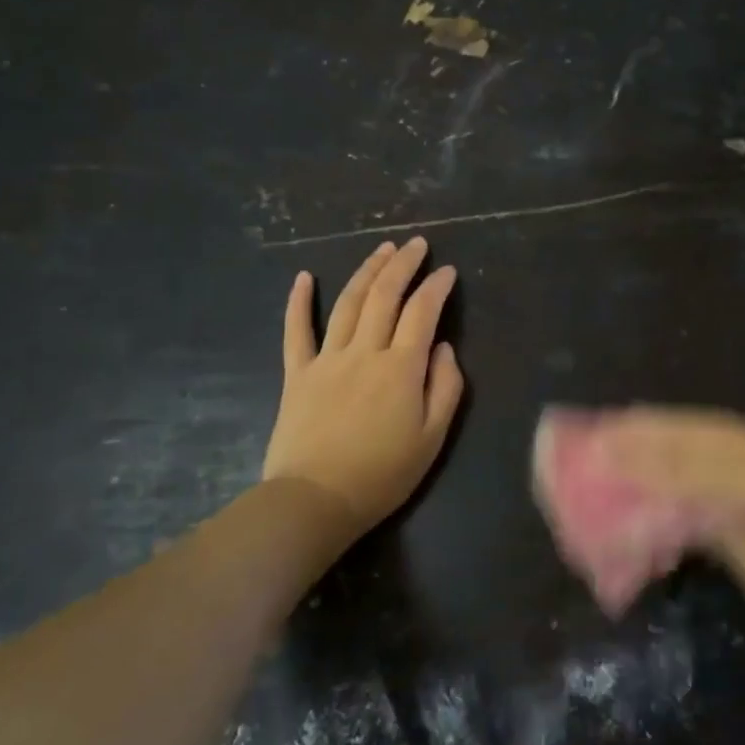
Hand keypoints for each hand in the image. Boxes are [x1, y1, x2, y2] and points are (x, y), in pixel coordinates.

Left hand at [262, 238, 465, 533]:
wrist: (316, 500)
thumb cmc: (383, 474)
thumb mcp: (432, 438)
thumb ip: (445, 387)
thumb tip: (443, 348)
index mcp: (401, 368)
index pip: (422, 312)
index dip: (437, 287)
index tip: (448, 271)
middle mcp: (365, 352)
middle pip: (385, 295)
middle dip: (403, 264)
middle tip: (416, 244)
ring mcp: (327, 359)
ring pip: (349, 302)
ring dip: (367, 271)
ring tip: (382, 249)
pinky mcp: (298, 373)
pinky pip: (297, 330)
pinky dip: (299, 301)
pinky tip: (304, 277)